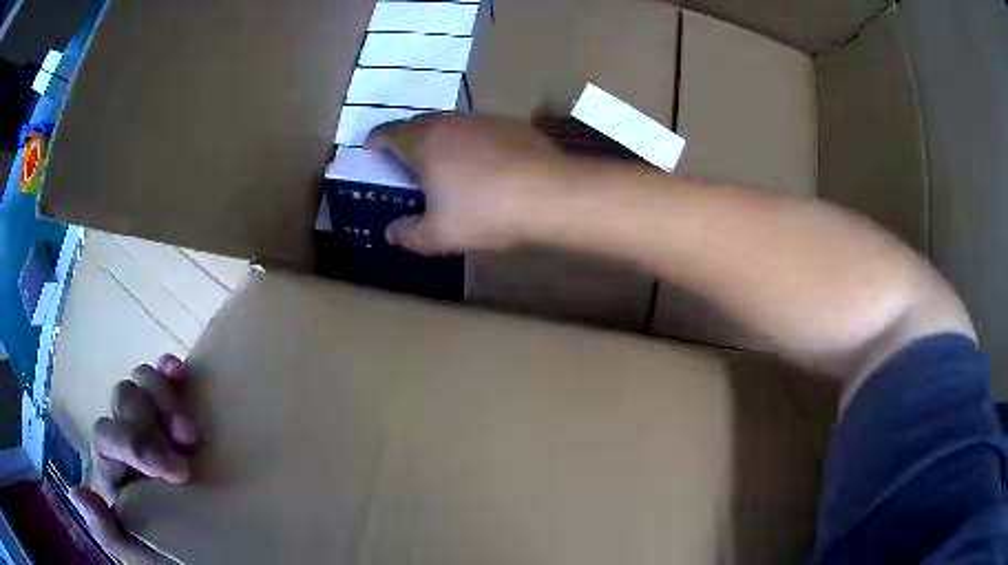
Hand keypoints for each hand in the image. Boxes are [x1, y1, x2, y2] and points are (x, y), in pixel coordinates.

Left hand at [69, 354, 198, 562]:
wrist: (207, 556)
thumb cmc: (173, 558)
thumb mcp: (142, 558)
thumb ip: (110, 535)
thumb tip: (77, 494)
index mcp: (114, 471)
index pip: (106, 435)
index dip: (134, 442)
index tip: (175, 471)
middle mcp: (126, 441)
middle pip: (123, 400)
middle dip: (151, 419)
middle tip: (187, 447)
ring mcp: (152, 426)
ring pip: (140, 383)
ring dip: (163, 396)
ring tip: (190, 432)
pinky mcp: (175, 419)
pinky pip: (166, 381)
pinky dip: (170, 372)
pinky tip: (179, 373)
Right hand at [366, 113, 568, 254]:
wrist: (551, 194)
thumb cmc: (485, 212)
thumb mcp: (439, 235)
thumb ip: (409, 234)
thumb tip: (392, 232)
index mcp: (423, 142)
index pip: (387, 132)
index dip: (375, 141)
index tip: (371, 150)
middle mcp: (450, 123)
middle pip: (417, 124)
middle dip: (406, 140)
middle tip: (405, 163)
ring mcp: (483, 120)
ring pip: (451, 125)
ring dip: (441, 140)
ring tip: (445, 165)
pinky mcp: (511, 125)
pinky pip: (480, 131)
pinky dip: (472, 144)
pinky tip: (486, 166)